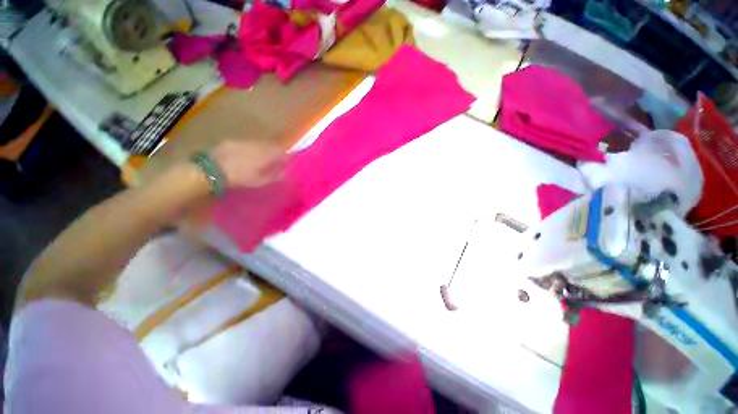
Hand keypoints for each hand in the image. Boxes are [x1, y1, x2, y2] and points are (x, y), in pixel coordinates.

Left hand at [211, 140, 285, 187]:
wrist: (212, 169)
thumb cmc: (240, 177)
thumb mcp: (260, 181)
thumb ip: (274, 176)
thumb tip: (284, 173)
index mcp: (267, 154)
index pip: (282, 151)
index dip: (286, 156)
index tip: (286, 162)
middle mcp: (257, 145)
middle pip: (270, 145)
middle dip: (274, 152)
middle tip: (275, 161)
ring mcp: (243, 142)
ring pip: (258, 144)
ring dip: (262, 150)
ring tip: (260, 159)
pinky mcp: (231, 142)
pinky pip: (246, 144)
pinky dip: (250, 149)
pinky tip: (245, 157)